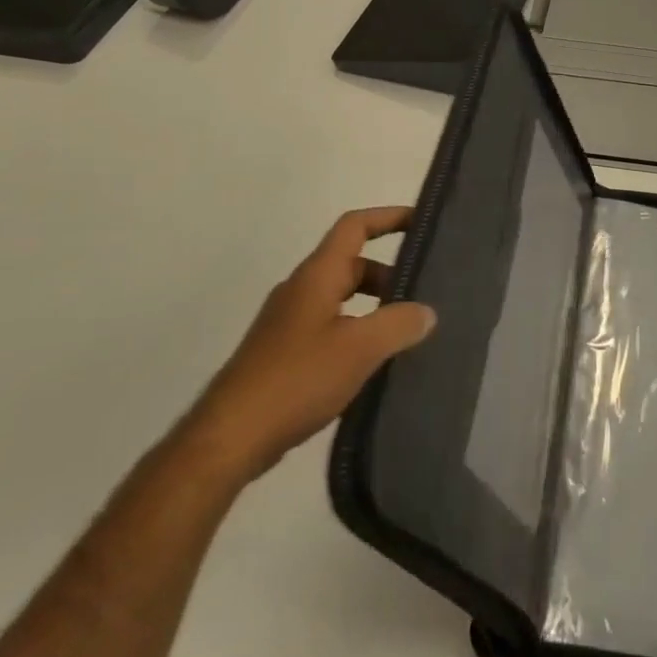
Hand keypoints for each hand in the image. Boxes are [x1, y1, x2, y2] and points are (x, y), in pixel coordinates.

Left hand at [182, 207, 436, 482]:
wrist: (229, 439)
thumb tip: (426, 312)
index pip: (354, 227)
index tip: (421, 222)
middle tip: (424, 295)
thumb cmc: (296, 380)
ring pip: (341, 299)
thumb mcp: (359, 349)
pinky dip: (357, 333)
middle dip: (389, 274)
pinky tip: (373, 364)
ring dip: (374, 307)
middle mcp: (300, 290)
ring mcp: (288, 323)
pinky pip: (330, 328)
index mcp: (317, 276)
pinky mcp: (283, 355)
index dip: (388, 217)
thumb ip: (398, 324)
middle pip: (351, 264)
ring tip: (406, 333)